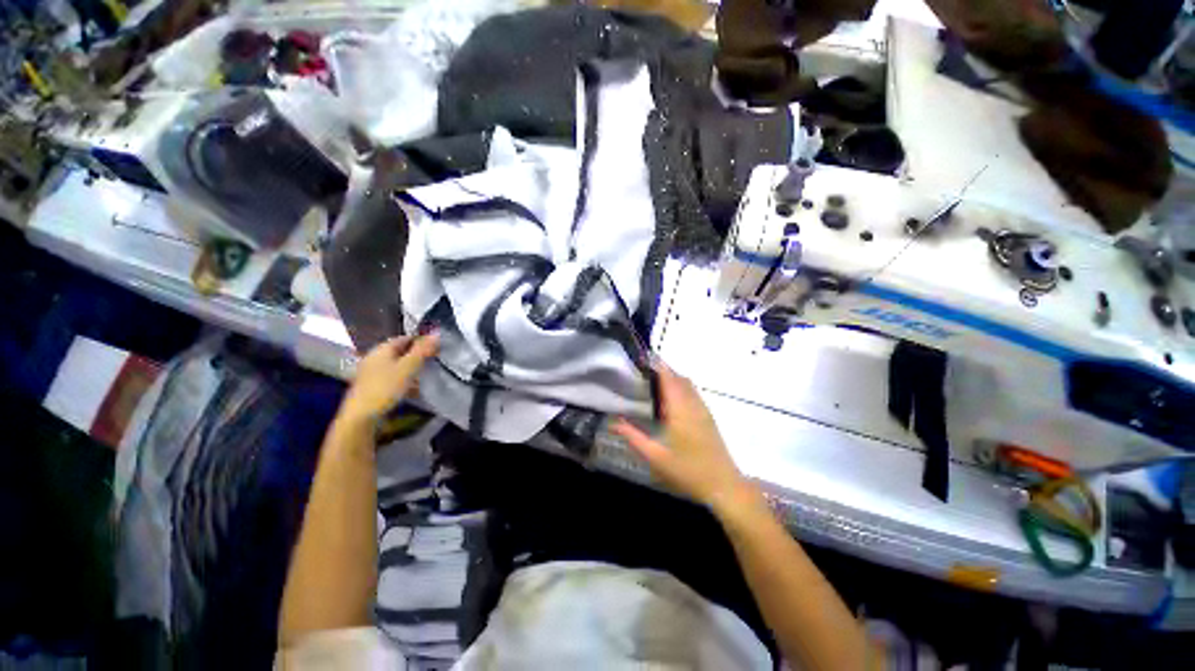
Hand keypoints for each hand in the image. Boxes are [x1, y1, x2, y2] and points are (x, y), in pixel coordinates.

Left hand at [339, 333, 439, 425]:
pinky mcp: (372, 386)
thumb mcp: (408, 367)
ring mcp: (372, 372)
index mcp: (382, 349)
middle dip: (417, 356)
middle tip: (434, 361)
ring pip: (397, 365)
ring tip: (427, 375)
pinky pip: (392, 377)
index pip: (405, 338)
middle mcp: (374, 357)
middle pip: (400, 352)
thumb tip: (437, 332)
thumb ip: (422, 350)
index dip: (421, 341)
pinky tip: (413, 389)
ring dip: (411, 369)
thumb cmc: (385, 388)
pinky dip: (404, 380)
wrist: (361, 416)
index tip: (437, 348)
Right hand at [613, 363, 753, 511]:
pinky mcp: (707, 416)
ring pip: (687, 384)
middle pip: (678, 377)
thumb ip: (633, 436)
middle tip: (642, 370)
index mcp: (680, 409)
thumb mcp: (655, 456)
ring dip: (672, 377)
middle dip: (662, 369)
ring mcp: (703, 409)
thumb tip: (612, 422)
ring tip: (652, 381)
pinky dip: (680, 387)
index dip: (657, 365)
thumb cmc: (687, 471)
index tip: (642, 357)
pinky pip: (693, 393)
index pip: (669, 378)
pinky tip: (669, 400)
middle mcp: (693, 404)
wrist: (723, 486)